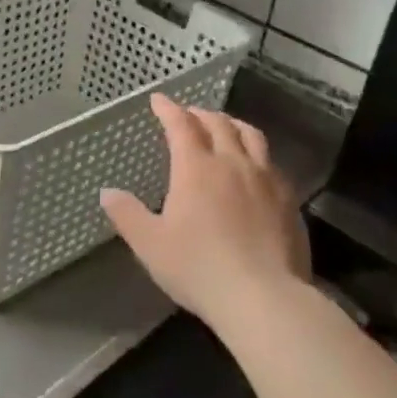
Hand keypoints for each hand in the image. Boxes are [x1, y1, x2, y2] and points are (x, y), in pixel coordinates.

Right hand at [101, 94, 309, 335]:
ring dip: (233, 125)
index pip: (181, 125)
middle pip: (219, 124)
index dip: (168, 109)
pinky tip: (254, 169)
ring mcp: (266, 180)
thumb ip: (126, 214)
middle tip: (189, 114)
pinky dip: (256, 154)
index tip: (159, 100)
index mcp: (196, 168)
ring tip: (225, 128)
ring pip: (251, 136)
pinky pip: (271, 163)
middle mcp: (233, 163)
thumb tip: (107, 192)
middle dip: (200, 114)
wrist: (263, 297)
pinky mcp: (289, 201)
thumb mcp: (150, 244)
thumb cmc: (198, 267)